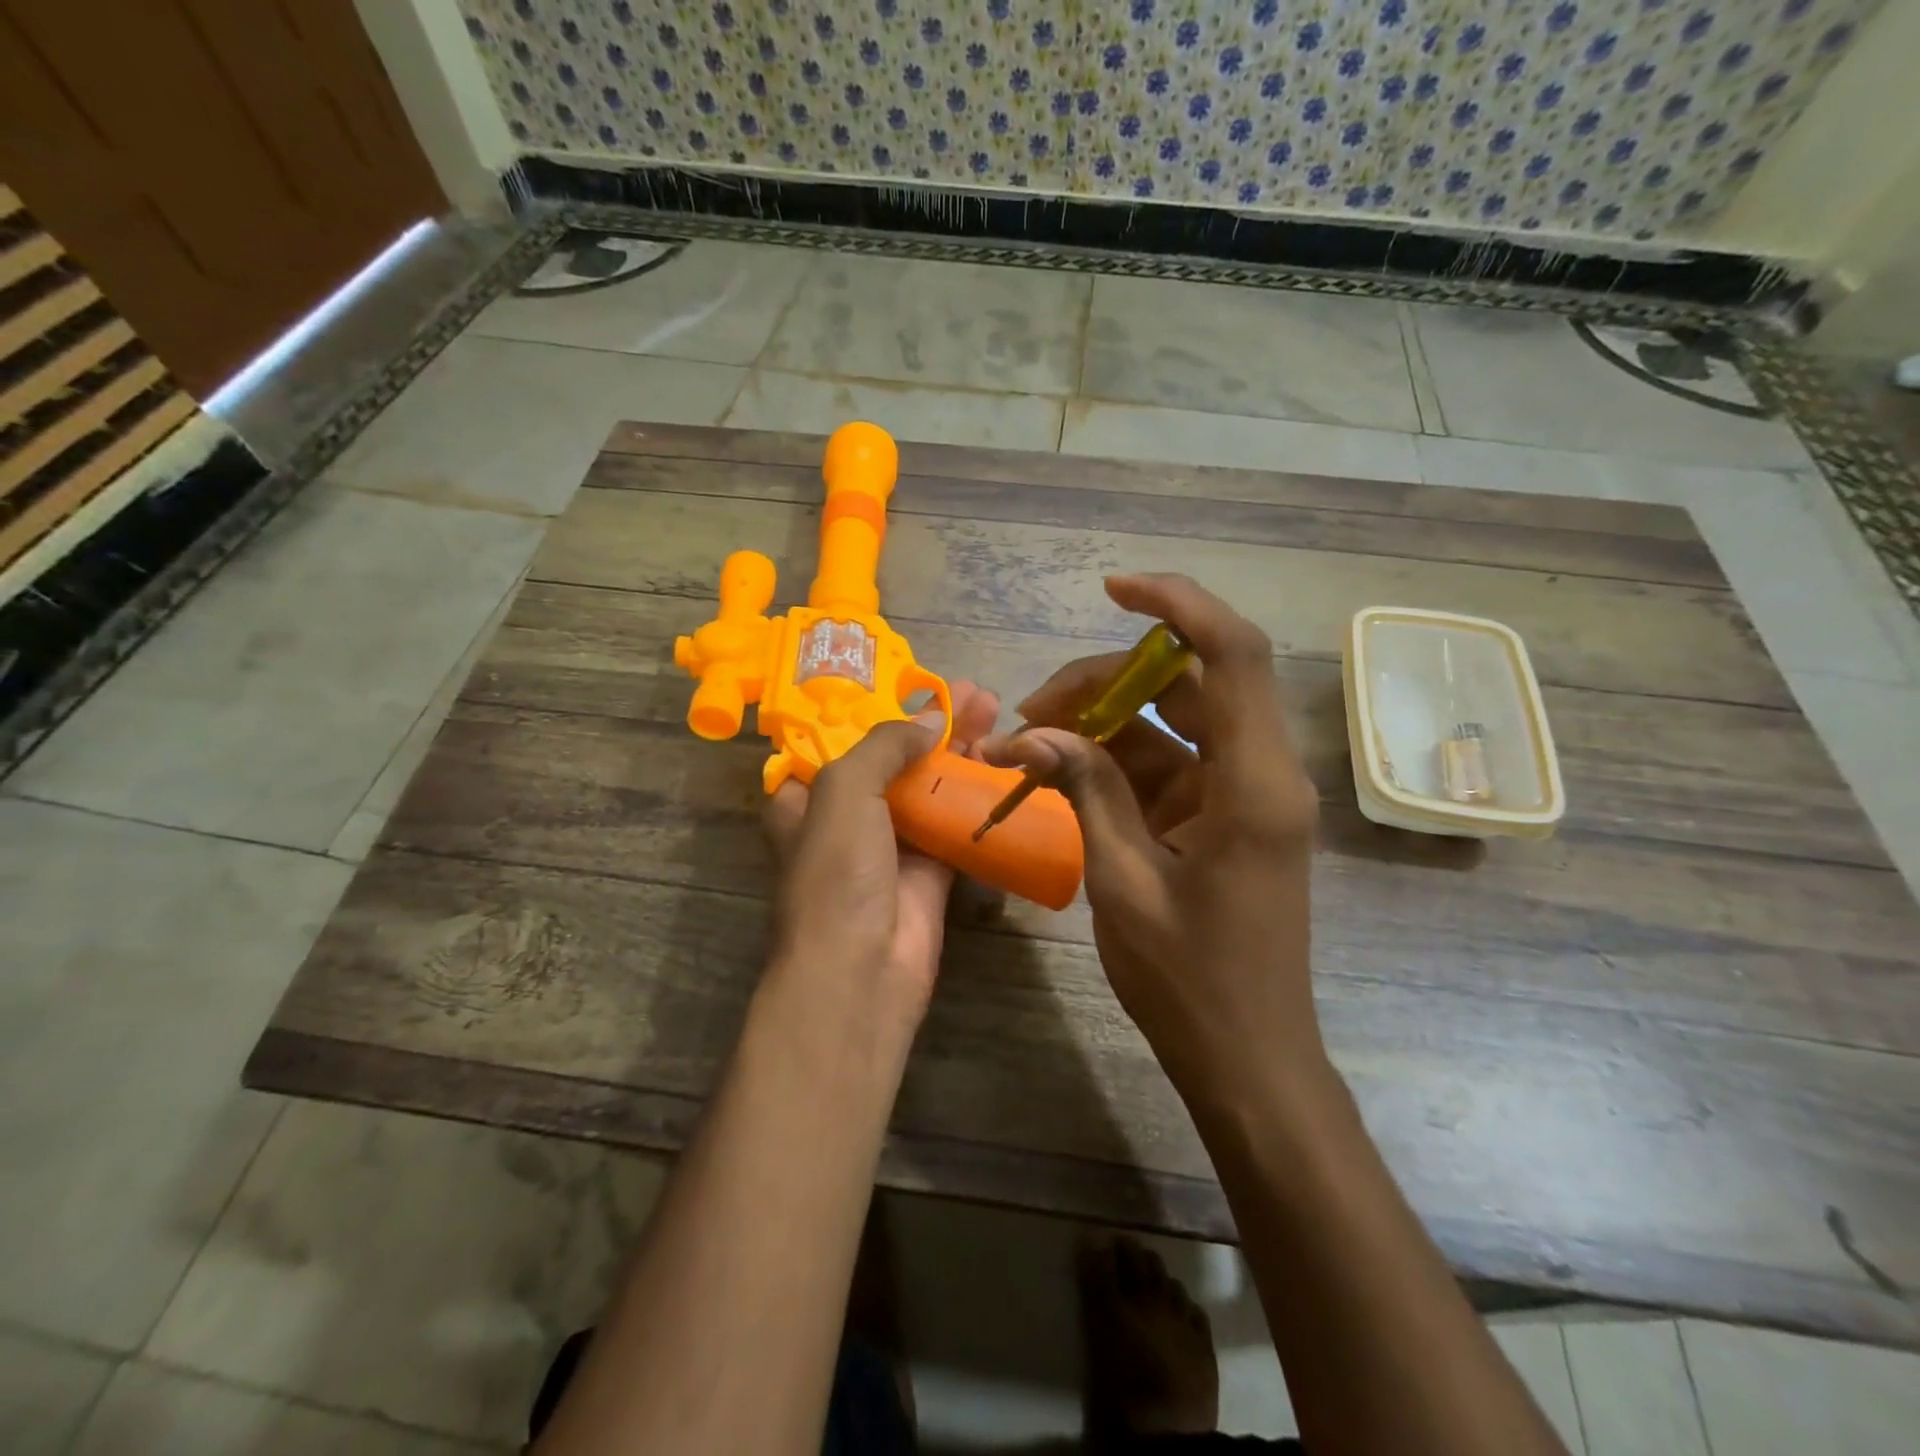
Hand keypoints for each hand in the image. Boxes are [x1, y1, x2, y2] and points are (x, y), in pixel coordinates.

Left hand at [763, 681, 1001, 1019]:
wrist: (862, 970)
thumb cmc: (837, 874)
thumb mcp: (844, 791)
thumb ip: (885, 745)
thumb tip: (933, 720)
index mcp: (807, 797)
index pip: (841, 739)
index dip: (878, 709)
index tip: (916, 684)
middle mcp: (847, 816)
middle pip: (895, 758)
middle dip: (933, 723)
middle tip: (975, 693)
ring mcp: (891, 844)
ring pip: (929, 785)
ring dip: (960, 751)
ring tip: (996, 711)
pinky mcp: (930, 870)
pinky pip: (955, 821)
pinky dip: (976, 793)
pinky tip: (1003, 762)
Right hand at [984, 576, 1323, 1098]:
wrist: (1246, 1057)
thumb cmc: (1189, 981)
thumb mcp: (1122, 881)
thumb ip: (1087, 792)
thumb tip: (1035, 732)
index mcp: (1253, 783)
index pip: (1232, 654)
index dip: (1177, 605)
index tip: (1112, 590)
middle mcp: (1258, 771)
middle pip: (1186, 682)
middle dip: (1104, 681)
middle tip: (1033, 712)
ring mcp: (1240, 793)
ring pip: (1170, 721)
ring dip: (1102, 721)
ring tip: (1032, 743)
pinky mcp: (1222, 815)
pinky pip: (1166, 762)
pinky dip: (1114, 760)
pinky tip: (1060, 772)